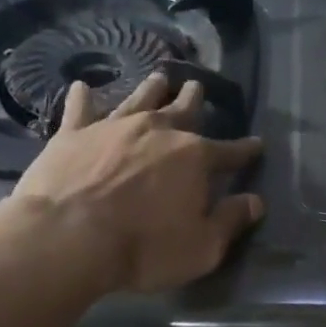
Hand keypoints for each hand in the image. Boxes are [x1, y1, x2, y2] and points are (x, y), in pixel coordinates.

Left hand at [0, 71, 263, 292]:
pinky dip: (82, 97)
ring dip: (151, 89)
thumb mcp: (203, 247)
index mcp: (195, 158)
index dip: (245, 150)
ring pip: (138, 100)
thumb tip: (255, 201)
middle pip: (182, 110)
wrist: (68, 237)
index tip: (257, 145)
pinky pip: (80, 109)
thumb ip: (231, 220)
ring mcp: (113, 127)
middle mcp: (158, 131)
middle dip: (194, 99)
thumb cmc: (144, 247)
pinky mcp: (73, 134)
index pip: (229, 152)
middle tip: (197, 86)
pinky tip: (81, 86)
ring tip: (159, 79)